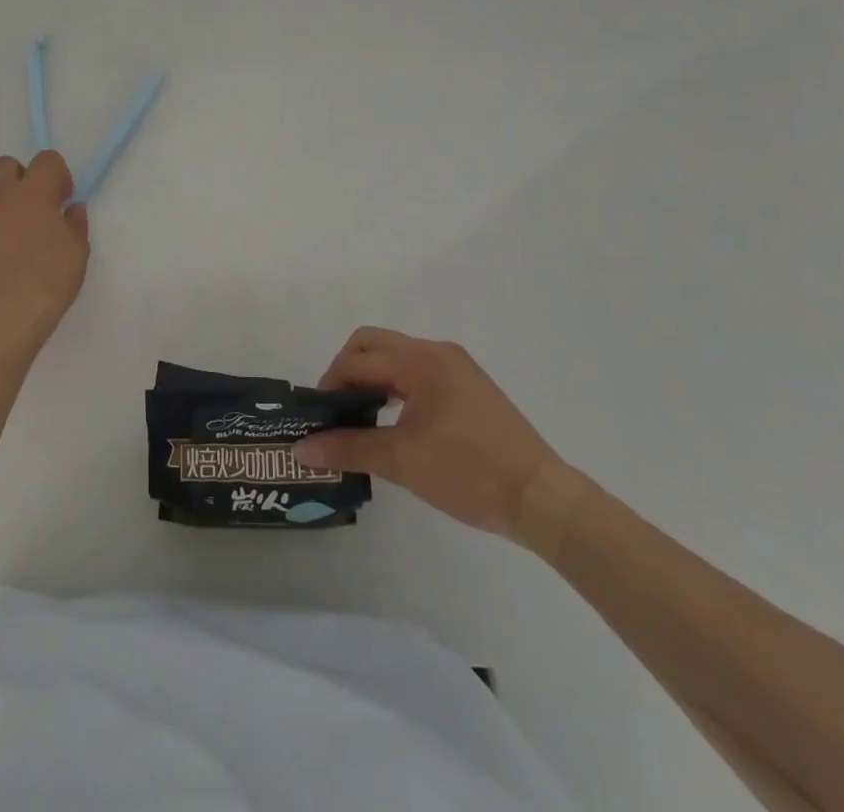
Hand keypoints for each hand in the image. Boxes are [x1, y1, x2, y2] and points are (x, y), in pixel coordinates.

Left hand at [0, 151, 89, 343]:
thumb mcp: (78, 250)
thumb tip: (72, 209)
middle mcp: (0, 197)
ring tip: (8, 231)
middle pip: (5, 165)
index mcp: (34, 193)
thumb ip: (75, 223)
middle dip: (19, 178)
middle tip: (32, 206)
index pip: (47, 160)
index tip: (62, 199)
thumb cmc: (51, 278)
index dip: (57, 175)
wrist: (7, 315)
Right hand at [294, 327, 572, 543]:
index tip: (316, 418)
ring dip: (371, 379)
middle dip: (346, 372)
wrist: (542, 499)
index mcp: (421, 361)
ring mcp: (456, 368)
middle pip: (373, 344)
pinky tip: (392, 421)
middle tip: (334, 411)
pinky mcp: (468, 387)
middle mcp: (437, 352)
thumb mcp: (403, 461)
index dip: (329, 385)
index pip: (358, 360)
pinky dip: (394, 387)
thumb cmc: (470, 473)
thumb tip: (301, 448)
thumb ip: (349, 447)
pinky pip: (417, 373)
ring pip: (396, 357)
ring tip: (357, 418)